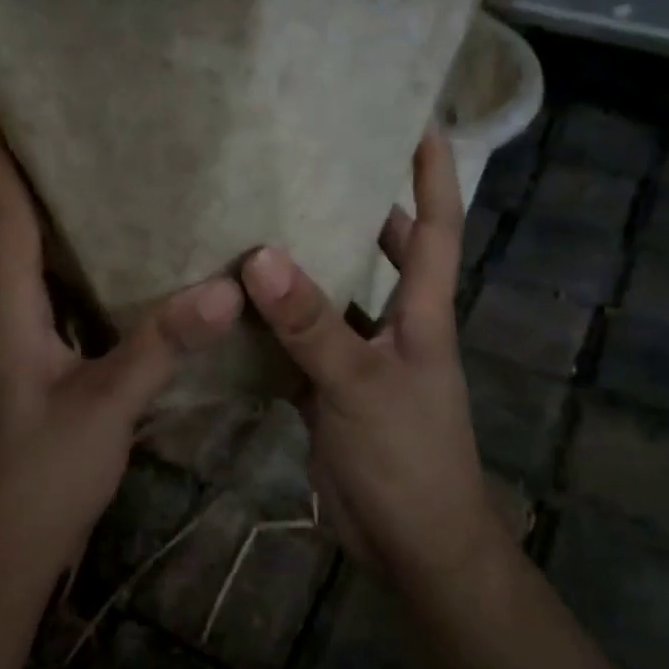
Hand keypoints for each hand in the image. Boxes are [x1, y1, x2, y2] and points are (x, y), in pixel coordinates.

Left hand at [0, 96, 243, 573]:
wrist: (11, 546)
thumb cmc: (43, 472)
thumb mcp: (105, 405)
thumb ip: (159, 344)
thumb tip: (223, 285)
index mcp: (11, 308)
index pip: (2, 215)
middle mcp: (12, 313)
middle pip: (16, 226)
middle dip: (30, 170)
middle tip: (69, 118)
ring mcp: (28, 340)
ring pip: (41, 261)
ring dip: (58, 214)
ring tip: (102, 170)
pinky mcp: (49, 363)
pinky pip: (66, 295)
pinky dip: (85, 264)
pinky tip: (129, 259)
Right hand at [240, 131, 503, 584]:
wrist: (412, 546)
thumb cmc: (407, 458)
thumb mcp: (359, 384)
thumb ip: (310, 323)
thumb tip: (259, 254)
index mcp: (422, 314)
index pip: (437, 228)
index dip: (433, 174)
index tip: (419, 121)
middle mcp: (395, 326)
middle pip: (385, 253)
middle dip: (361, 207)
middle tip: (313, 164)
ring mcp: (360, 360)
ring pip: (331, 298)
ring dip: (304, 266)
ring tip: (258, 220)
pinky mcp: (328, 392)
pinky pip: (297, 344)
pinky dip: (271, 325)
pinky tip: (231, 304)